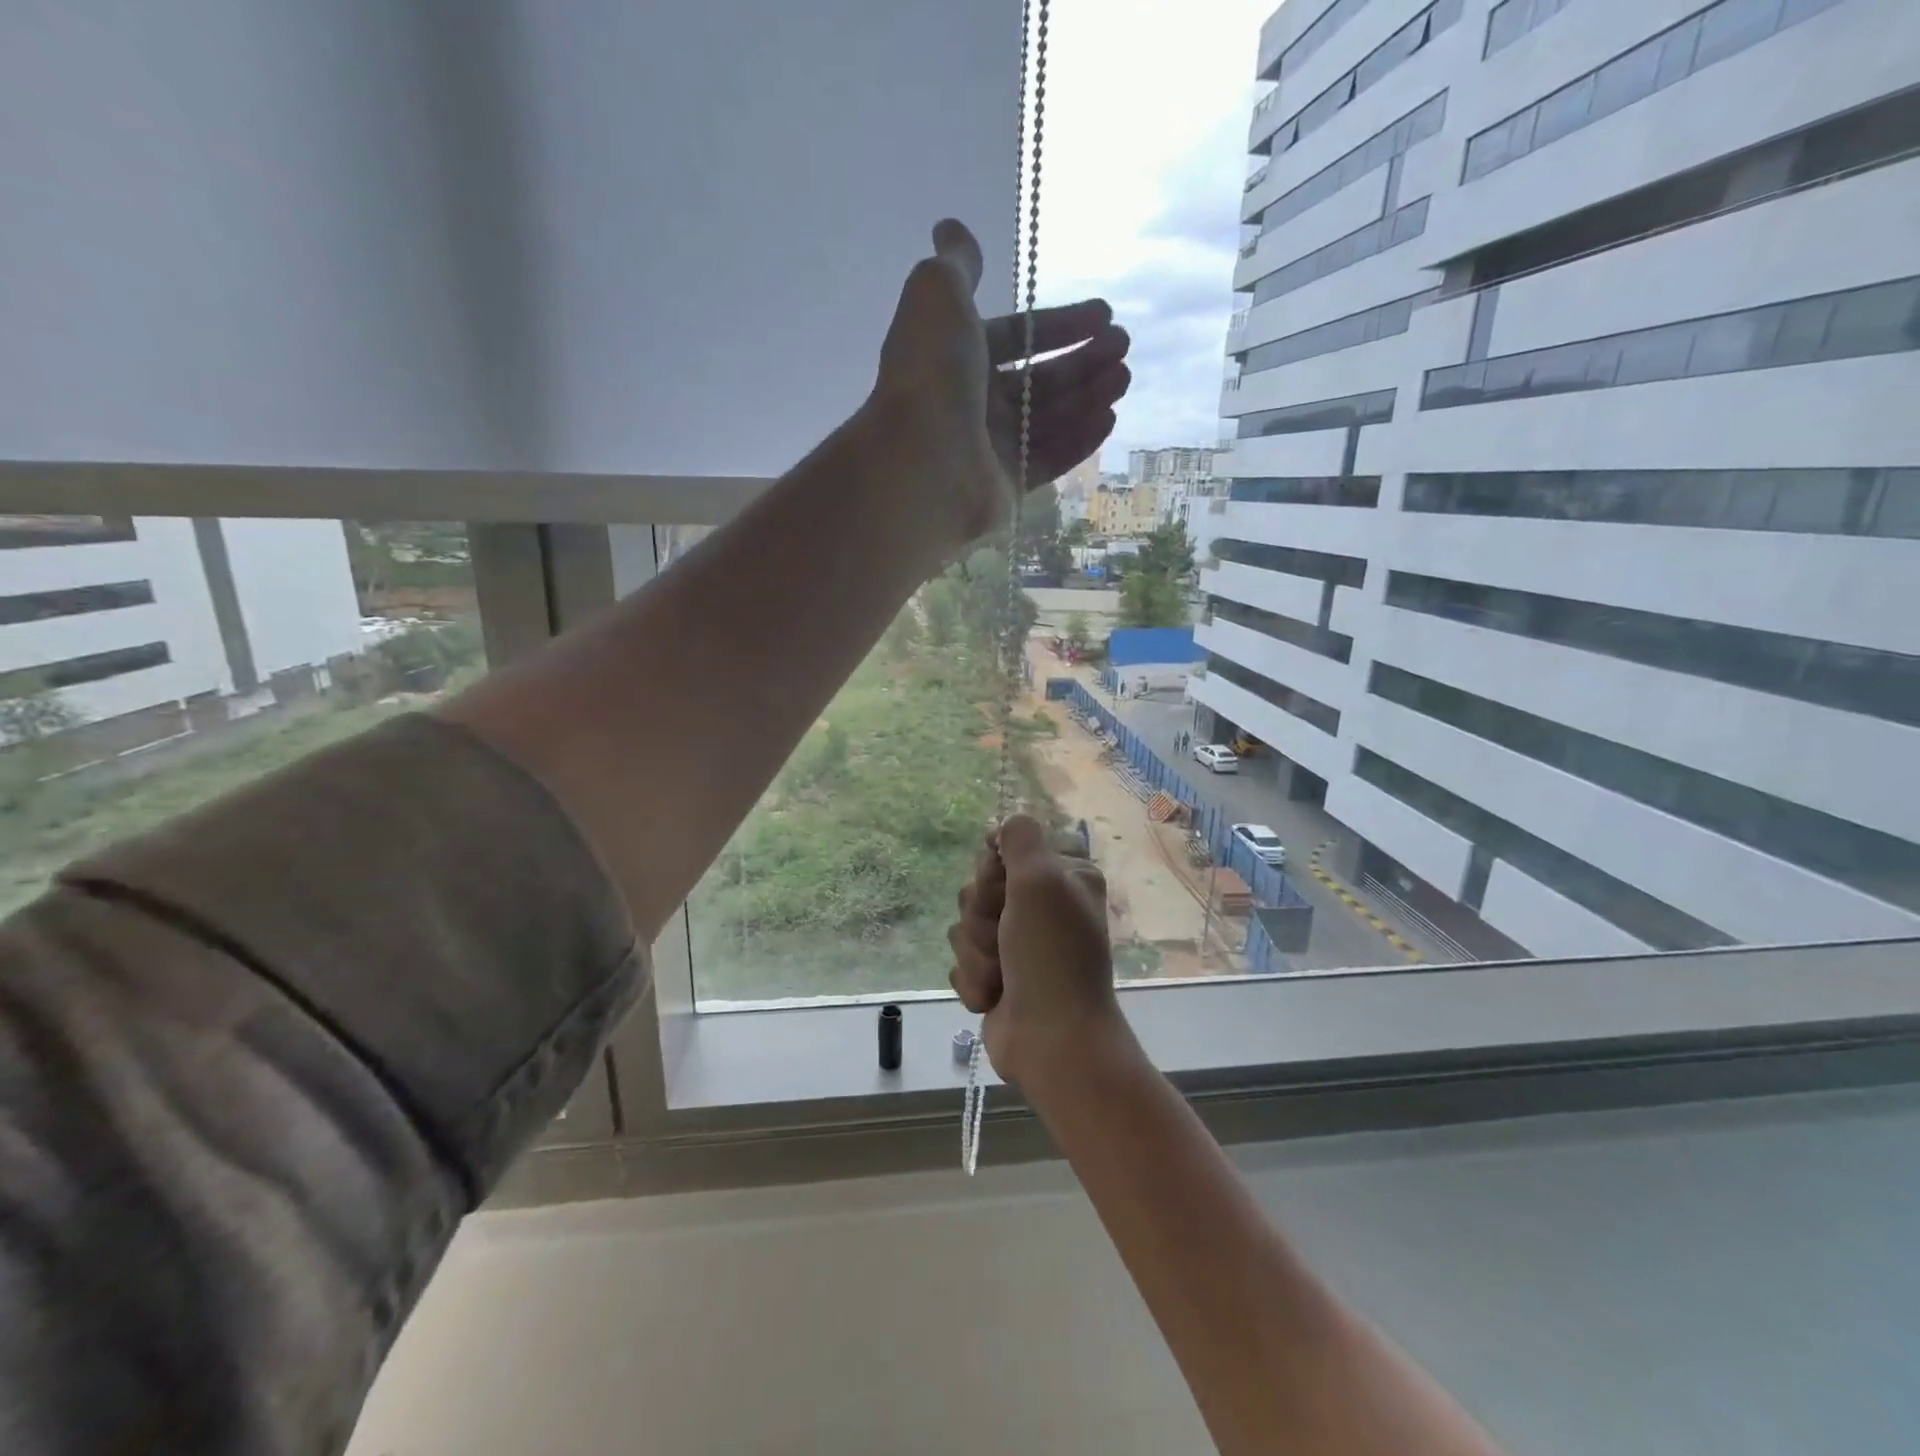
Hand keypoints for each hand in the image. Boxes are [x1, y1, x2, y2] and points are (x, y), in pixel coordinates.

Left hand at [867, 219, 1130, 554]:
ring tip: (1124, 377)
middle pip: (1037, 379)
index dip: (1059, 324)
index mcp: (955, 358)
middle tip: (1123, 347)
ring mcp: (990, 448)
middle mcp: (972, 403)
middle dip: (1083, 361)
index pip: (1015, 337)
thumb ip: (955, 264)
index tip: (1104, 313)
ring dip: (1089, 395)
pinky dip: (1080, 438)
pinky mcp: (1007, 487)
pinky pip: (1049, 458)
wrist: (923, 461)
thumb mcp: (938, 295)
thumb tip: (951, 228)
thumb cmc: (933, 374)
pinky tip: (1109, 417)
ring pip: (1048, 418)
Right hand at [949, 815, 1134, 1092]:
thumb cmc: (1051, 955)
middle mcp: (1041, 906)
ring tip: (1002, 976)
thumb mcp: (1041, 880)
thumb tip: (1004, 826)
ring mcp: (1017, 944)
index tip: (1004, 889)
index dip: (993, 872)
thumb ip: (1020, 838)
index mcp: (1061, 878)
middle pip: (978, 889)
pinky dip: (974, 980)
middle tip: (1006, 938)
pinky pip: (961, 962)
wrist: (1052, 1039)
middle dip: (982, 918)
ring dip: (977, 953)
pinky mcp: (997, 977)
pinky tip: (994, 997)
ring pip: (964, 926)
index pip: (1004, 851)